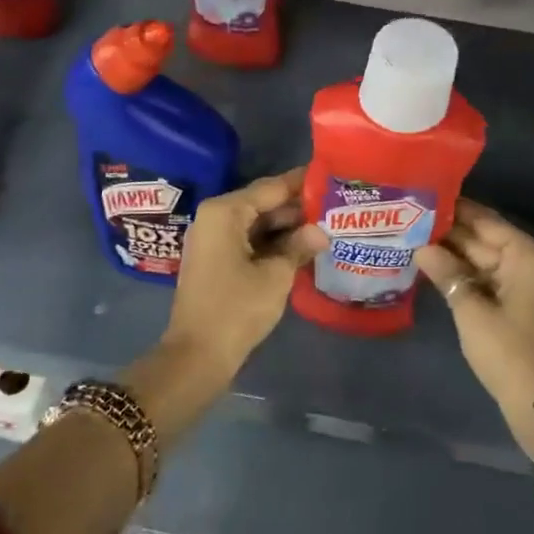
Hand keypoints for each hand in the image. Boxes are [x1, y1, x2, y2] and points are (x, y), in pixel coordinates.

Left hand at [167, 168, 327, 373]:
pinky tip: (302, 248)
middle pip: (263, 203)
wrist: (197, 356)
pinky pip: (248, 240)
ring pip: (257, 223)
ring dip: (287, 228)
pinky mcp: (215, 260)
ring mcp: (212, 239)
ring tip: (326, 226)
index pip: (271, 187)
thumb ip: (299, 246)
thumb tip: (321, 231)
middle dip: (297, 208)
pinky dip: (272, 243)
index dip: (302, 183)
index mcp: (225, 212)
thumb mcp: (276, 275)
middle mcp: (215, 217)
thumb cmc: (236, 309)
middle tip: (335, 207)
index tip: (331, 177)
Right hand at [417, 200, 533, 458]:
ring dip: (456, 254)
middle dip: (450, 233)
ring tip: (415, 239)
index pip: (486, 220)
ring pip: (487, 259)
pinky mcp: (525, 303)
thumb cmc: (508, 353)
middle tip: (411, 219)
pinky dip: (468, 274)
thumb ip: (446, 273)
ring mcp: (531, 284)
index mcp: (529, 255)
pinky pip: (493, 278)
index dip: (454, 209)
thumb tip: (422, 247)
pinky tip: (437, 269)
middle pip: (487, 238)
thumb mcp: (471, 311)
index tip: (423, 196)